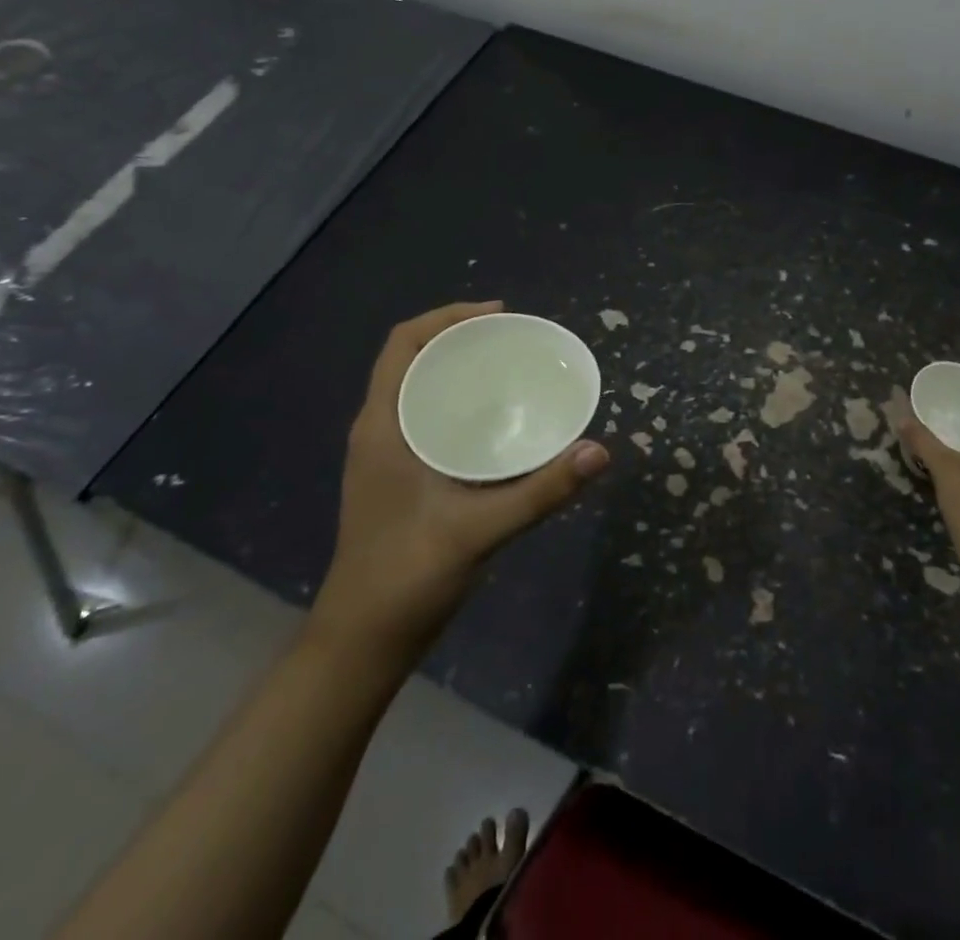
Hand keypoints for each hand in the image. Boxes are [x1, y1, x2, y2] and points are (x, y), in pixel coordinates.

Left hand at [310, 301, 609, 649]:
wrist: (361, 643)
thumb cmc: (407, 576)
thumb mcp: (480, 529)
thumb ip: (541, 490)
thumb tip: (598, 451)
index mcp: (383, 426)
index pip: (403, 343)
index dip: (446, 317)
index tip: (497, 315)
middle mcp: (379, 430)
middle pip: (412, 359)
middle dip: (459, 338)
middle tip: (514, 339)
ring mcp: (385, 456)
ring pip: (418, 389)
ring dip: (457, 369)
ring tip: (509, 368)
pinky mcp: (397, 478)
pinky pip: (425, 417)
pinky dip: (457, 402)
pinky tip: (495, 422)